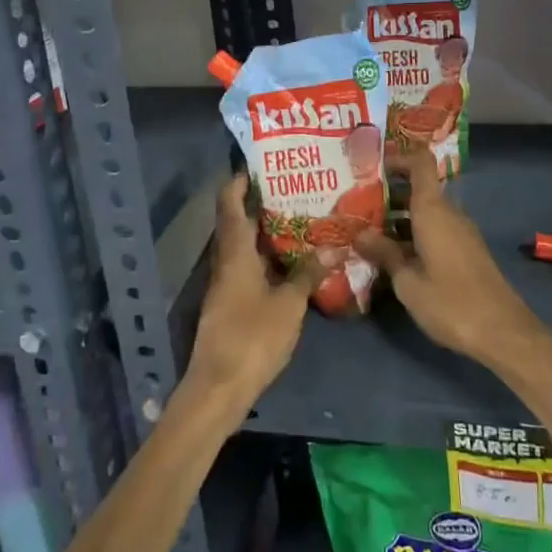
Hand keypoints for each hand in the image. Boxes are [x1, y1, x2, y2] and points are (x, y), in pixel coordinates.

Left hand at [184, 175, 318, 412]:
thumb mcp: (288, 304)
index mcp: (234, 253)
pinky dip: (265, 257)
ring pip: (243, 247)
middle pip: (236, 222)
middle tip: (292, 188)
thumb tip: (332, 248)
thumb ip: (308, 274)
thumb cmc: (252, 337)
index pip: (229, 204)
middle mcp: (225, 262)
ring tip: (298, 218)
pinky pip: (247, 268)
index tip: (259, 164)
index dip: (239, 181)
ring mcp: (225, 284)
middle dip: (259, 204)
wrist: (219, 387)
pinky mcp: (230, 304)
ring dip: (264, 232)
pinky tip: (290, 261)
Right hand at [356, 147, 551, 369]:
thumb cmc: (450, 303)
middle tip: (357, 202)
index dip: (399, 156)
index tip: (373, 164)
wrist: (503, 332)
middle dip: (389, 191)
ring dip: (400, 215)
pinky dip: (414, 231)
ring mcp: (461, 232)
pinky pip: (436, 228)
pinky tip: (394, 253)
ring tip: (368, 229)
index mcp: (433, 210)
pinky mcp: (466, 251)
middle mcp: (449, 213)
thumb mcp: (408, 282)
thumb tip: (359, 233)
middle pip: (420, 187)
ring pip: (427, 210)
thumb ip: (383, 253)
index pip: (420, 163)